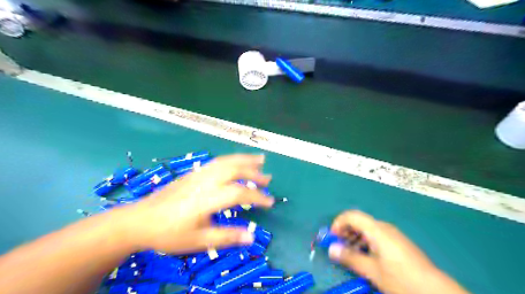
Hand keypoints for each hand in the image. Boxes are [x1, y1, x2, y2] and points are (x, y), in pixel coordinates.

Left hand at [118, 154, 274, 254]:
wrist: (139, 220)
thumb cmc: (169, 233)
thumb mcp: (198, 241)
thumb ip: (226, 237)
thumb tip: (251, 237)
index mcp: (207, 198)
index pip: (239, 192)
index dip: (258, 196)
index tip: (270, 202)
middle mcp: (205, 181)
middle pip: (234, 169)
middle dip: (254, 172)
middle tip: (268, 179)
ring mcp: (198, 174)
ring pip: (225, 161)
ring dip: (244, 159)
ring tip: (259, 159)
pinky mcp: (192, 173)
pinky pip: (216, 161)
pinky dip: (231, 159)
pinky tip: (236, 163)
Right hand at [327, 210, 466, 293]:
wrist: (436, 291)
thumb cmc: (401, 279)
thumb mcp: (372, 270)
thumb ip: (350, 257)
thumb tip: (331, 249)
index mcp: (377, 229)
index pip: (351, 215)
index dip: (338, 223)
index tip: (332, 238)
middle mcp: (383, 227)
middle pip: (358, 221)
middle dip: (344, 232)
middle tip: (338, 247)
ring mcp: (392, 234)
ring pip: (366, 229)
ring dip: (354, 238)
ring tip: (349, 255)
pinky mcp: (397, 242)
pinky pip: (375, 236)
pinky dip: (364, 243)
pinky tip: (364, 257)